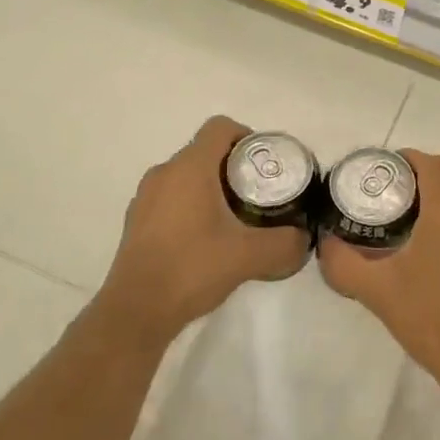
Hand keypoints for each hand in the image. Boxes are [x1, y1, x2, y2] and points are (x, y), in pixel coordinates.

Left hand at [97, 115, 310, 345]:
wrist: (136, 312)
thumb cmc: (192, 269)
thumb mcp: (250, 256)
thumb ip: (285, 243)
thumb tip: (304, 238)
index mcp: (190, 168)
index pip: (220, 127)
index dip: (247, 136)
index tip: (264, 165)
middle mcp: (164, 173)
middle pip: (205, 151)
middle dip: (234, 167)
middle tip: (258, 194)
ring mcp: (145, 197)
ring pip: (187, 175)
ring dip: (212, 187)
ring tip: (235, 219)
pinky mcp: (136, 221)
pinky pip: (171, 197)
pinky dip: (191, 206)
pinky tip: (205, 240)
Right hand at [317, 150, 439, 403]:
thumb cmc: (433, 319)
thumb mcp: (378, 292)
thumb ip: (344, 264)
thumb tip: (325, 243)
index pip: (432, 164)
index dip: (409, 158)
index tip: (386, 169)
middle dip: (432, 166)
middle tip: (403, 187)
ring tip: (417, 215)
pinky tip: (438, 247)